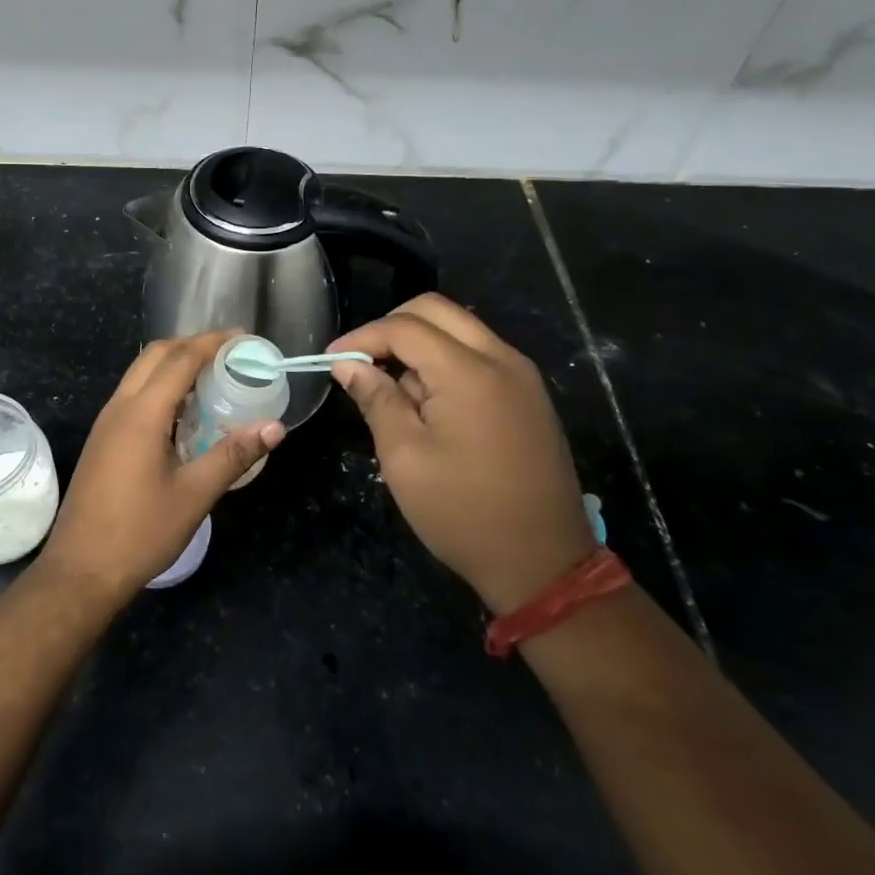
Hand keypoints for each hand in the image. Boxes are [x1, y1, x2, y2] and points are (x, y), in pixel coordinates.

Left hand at [38, 330, 284, 604]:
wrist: (81, 570)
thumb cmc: (141, 532)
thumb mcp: (194, 495)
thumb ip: (233, 455)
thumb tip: (275, 427)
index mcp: (142, 413)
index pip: (180, 359)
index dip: (212, 342)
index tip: (243, 338)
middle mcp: (120, 407)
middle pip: (155, 355)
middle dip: (191, 345)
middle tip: (229, 354)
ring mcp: (106, 422)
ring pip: (140, 373)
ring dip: (173, 365)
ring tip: (212, 378)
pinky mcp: (103, 439)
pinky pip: (133, 395)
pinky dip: (160, 387)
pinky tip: (184, 413)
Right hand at [329, 294, 594, 615]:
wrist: (543, 564)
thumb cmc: (464, 513)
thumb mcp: (405, 458)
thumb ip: (376, 400)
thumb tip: (348, 365)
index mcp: (470, 373)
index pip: (404, 328)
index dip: (362, 337)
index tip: (331, 360)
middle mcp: (502, 359)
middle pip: (436, 311)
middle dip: (391, 328)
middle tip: (362, 363)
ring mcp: (522, 375)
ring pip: (459, 329)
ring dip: (419, 345)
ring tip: (393, 390)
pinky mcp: (529, 395)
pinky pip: (479, 354)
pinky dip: (445, 361)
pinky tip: (428, 403)